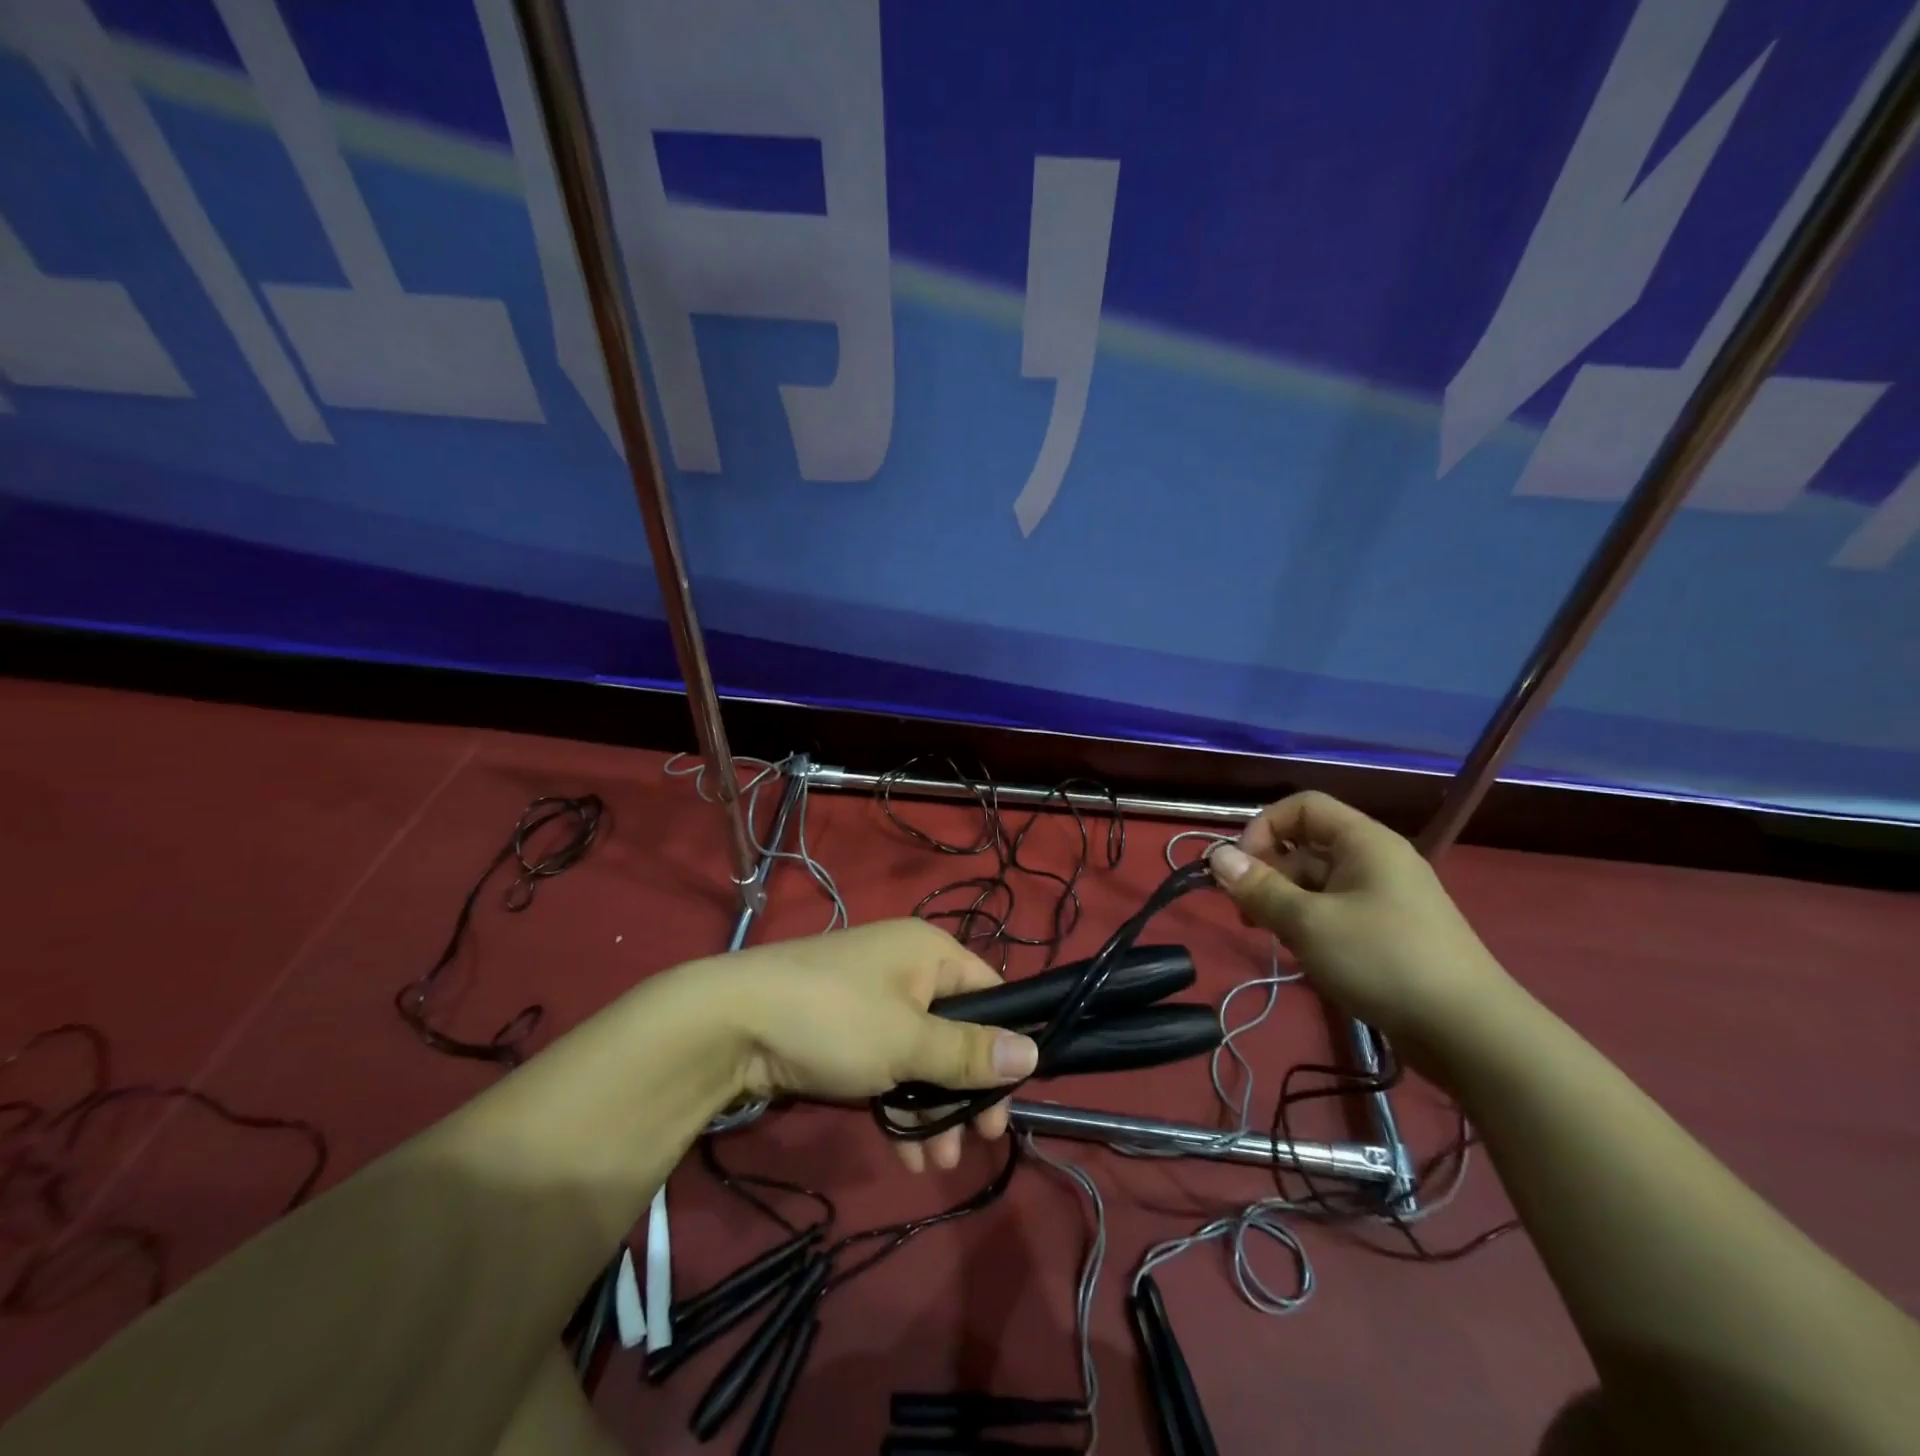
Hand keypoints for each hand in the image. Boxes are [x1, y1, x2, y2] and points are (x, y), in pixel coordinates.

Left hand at [704, 920, 1038, 1172]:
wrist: (730, 1024)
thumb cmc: (835, 1020)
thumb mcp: (909, 1041)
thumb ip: (970, 1053)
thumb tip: (1033, 1055)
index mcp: (929, 953)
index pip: (990, 994)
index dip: (1004, 1048)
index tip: (1007, 1103)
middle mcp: (906, 969)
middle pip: (957, 1032)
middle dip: (965, 1093)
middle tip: (978, 1143)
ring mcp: (871, 1001)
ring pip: (920, 1057)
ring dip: (933, 1111)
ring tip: (936, 1166)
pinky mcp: (843, 1032)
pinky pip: (887, 1066)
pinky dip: (899, 1106)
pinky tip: (906, 1155)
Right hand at [1206, 792, 1520, 1054]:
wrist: (1470, 1034)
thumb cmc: (1383, 961)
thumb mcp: (1308, 923)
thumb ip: (1259, 888)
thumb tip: (1215, 856)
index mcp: (1364, 842)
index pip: (1303, 807)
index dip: (1264, 828)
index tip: (1242, 869)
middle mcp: (1375, 860)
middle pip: (1306, 846)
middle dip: (1268, 872)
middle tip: (1245, 912)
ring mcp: (1385, 898)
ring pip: (1317, 883)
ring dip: (1284, 902)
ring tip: (1268, 936)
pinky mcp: (1389, 932)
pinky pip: (1335, 910)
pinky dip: (1309, 923)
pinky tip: (1300, 953)